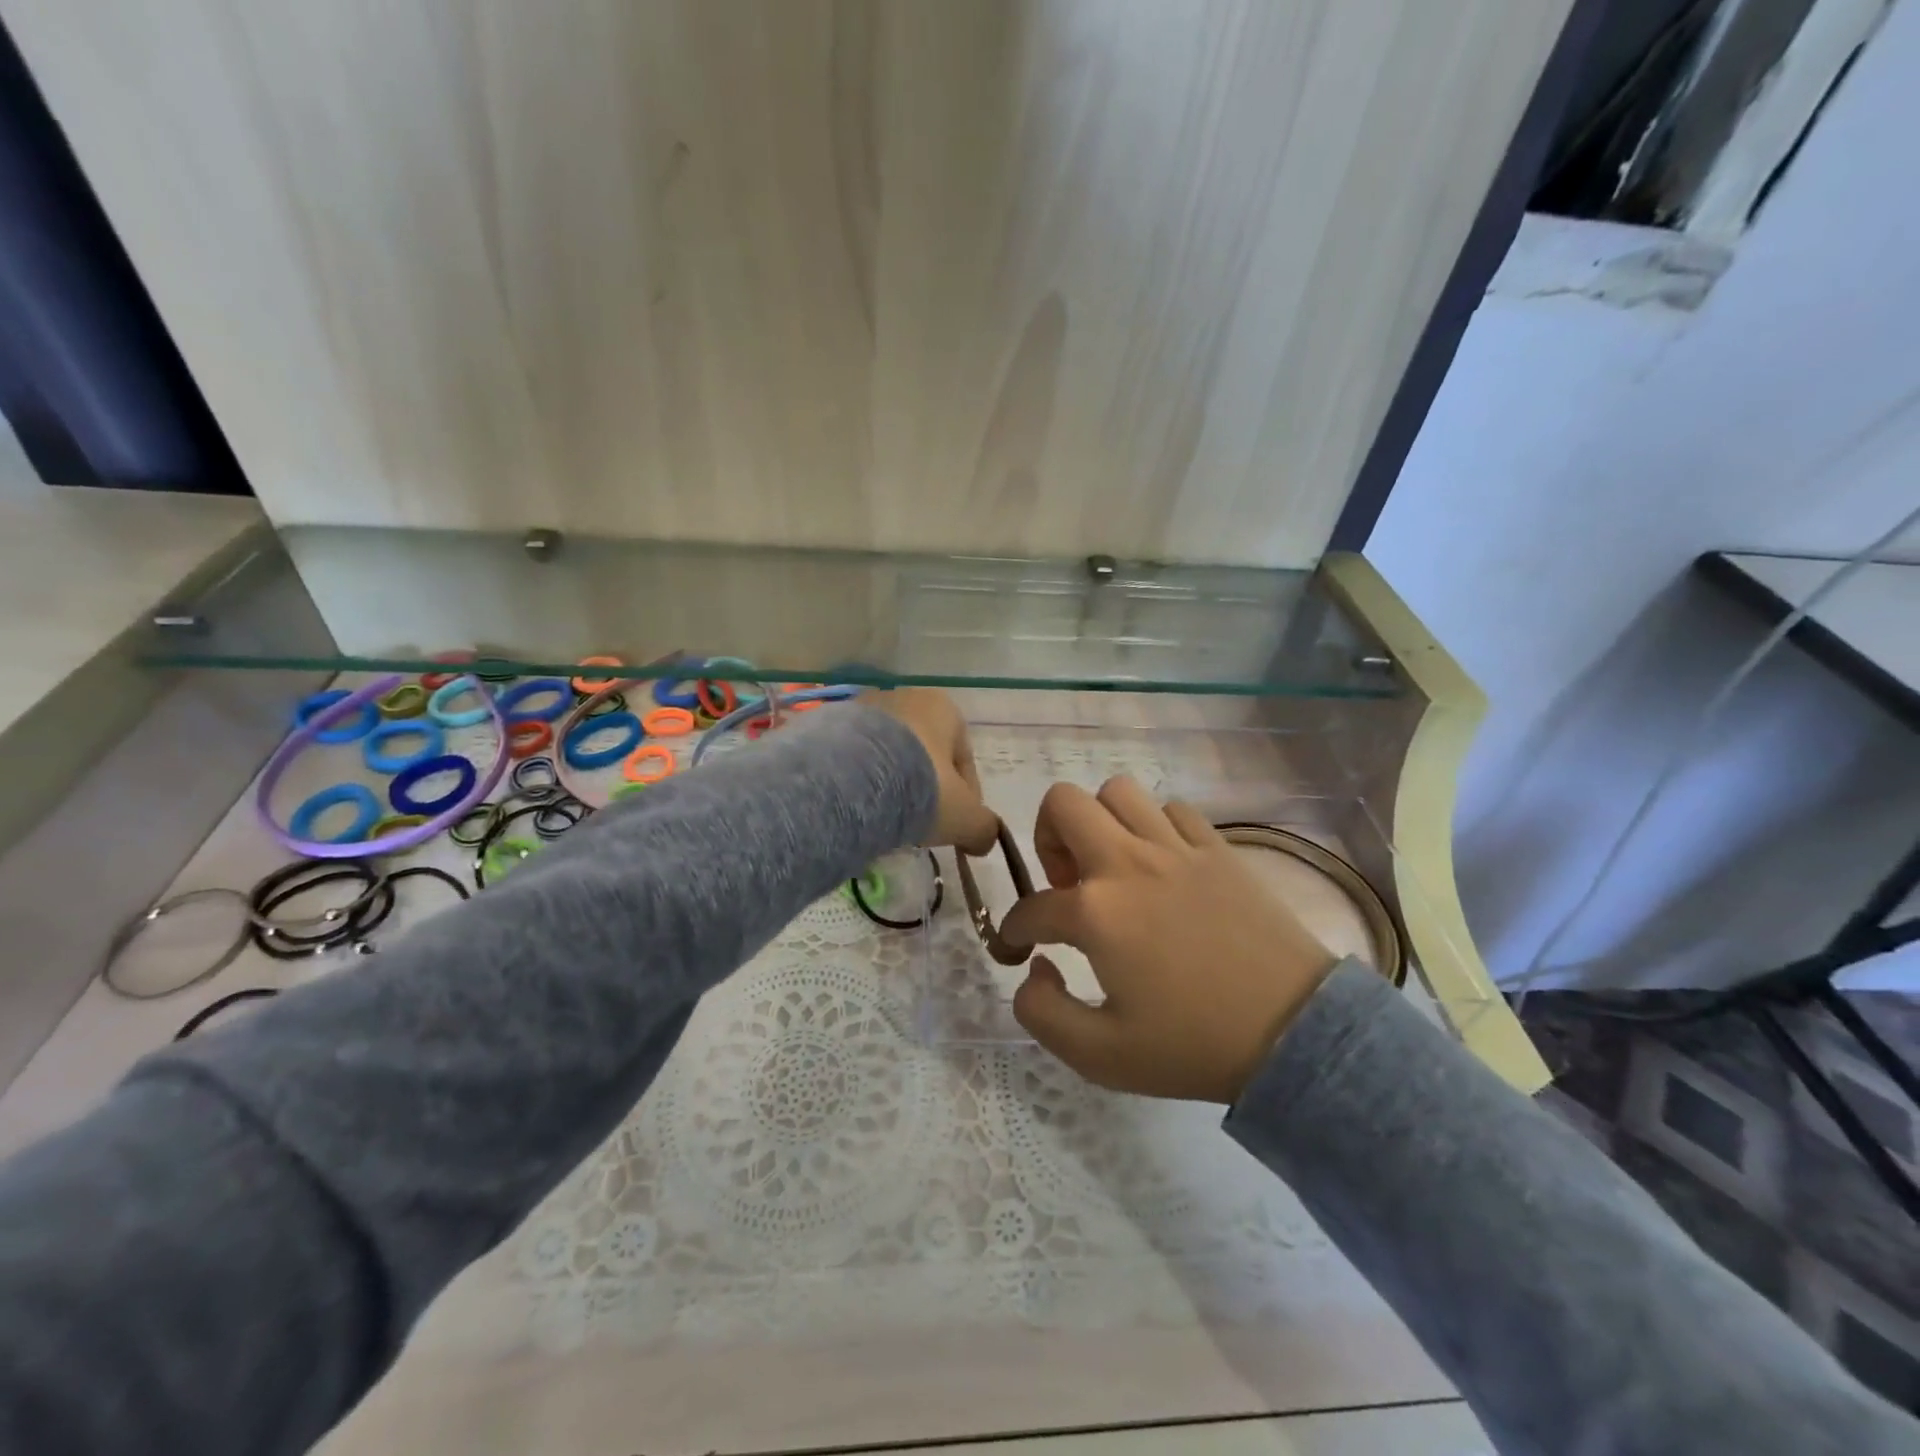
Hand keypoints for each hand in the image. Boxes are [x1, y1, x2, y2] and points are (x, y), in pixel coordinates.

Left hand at [866, 689, 998, 852]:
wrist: (850, 777)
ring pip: (890, 755)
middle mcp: (905, 697)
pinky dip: (863, 781)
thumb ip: (983, 827)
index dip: (967, 799)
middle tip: (921, 824)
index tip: (957, 828)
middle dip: (926, 789)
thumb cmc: (921, 787)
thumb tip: (985, 838)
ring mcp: (863, 707)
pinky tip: (860, 808)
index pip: (964, 760)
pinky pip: (857, 758)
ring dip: (893, 785)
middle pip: (925, 754)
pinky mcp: (829, 722)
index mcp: (944, 708)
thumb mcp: (965, 817)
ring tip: (887, 820)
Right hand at [1000, 778, 1337, 1102]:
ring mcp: (1177, 849)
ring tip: (1111, 866)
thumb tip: (1034, 968)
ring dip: (1101, 822)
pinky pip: (1173, 810)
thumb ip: (1041, 1013)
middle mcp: (1129, 863)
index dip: (1016, 928)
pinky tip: (1163, 865)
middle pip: (1063, 803)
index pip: (1032, 907)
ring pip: (1118, 792)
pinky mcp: (1218, 849)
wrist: (1294, 1035)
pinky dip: (1155, 826)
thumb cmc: (1193, 1047)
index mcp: (1096, 912)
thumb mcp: (1100, 1056)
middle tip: (1066, 883)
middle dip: (1047, 837)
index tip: (1021, 946)